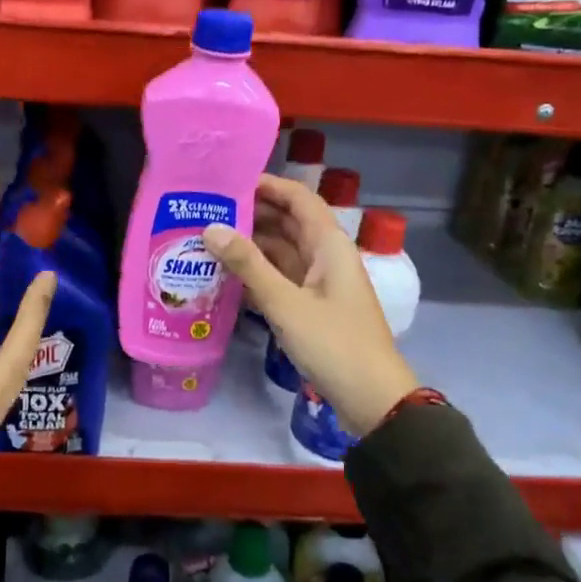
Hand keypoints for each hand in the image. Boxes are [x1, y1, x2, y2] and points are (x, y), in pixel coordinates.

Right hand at [204, 175, 417, 436]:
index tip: (229, 181)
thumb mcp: (285, 303)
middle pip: (289, 223)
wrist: (372, 399)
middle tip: (208, 210)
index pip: (299, 199)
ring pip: (283, 251)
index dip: (269, 185)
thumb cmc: (334, 344)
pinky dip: (257, 272)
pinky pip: (281, 277)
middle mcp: (326, 257)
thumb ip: (248, 265)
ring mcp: (320, 283)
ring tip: (209, 238)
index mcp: (330, 245)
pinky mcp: (313, 307)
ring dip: (251, 244)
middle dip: (253, 213)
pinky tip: (226, 274)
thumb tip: (211, 227)